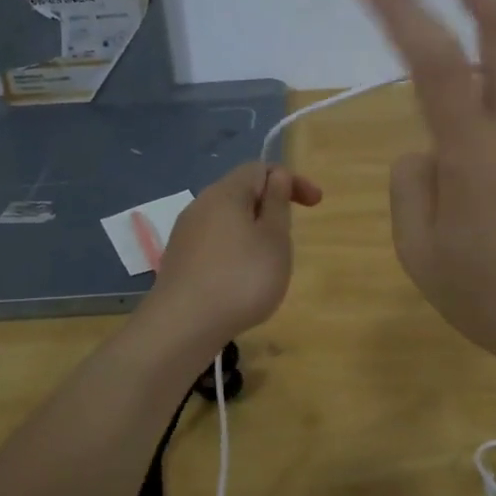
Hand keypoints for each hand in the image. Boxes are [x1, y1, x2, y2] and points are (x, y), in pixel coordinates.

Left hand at [140, 162, 322, 352]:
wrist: (182, 326)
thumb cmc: (240, 278)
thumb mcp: (274, 239)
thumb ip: (277, 203)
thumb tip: (276, 177)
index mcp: (225, 193)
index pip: (259, 168)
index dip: (291, 180)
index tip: (316, 204)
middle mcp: (200, 206)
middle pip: (241, 193)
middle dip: (271, 208)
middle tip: (290, 237)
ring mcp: (186, 234)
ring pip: (228, 221)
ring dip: (254, 233)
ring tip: (269, 264)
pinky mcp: (180, 261)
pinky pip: (215, 244)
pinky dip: (236, 252)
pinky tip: (241, 282)